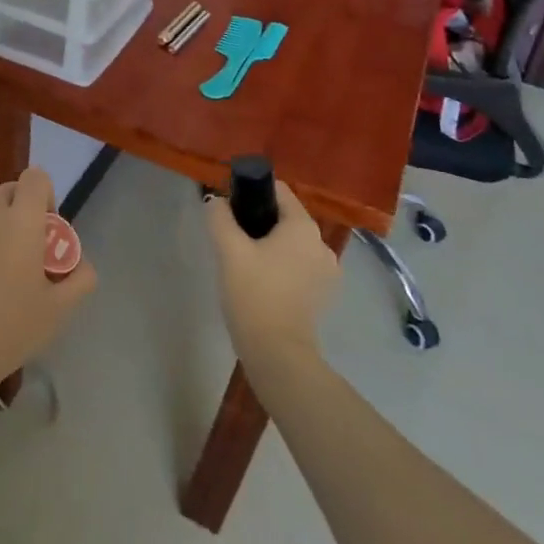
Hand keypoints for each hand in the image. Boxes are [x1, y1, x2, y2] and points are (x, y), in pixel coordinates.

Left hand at [0, 167, 96, 406]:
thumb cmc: (12, 327)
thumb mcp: (60, 308)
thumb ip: (81, 278)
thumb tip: (81, 264)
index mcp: (20, 221)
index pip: (35, 177)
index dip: (47, 195)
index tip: (50, 231)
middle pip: (10, 191)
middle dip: (26, 209)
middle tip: (34, 250)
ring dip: (5, 228)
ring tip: (11, 274)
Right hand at [205, 180, 339, 371]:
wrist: (277, 353)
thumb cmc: (254, 294)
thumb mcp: (229, 250)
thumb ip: (220, 217)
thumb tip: (217, 201)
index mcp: (303, 226)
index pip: (278, 191)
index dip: (252, 192)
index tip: (231, 209)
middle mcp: (322, 243)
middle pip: (285, 217)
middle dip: (259, 222)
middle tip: (232, 240)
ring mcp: (327, 271)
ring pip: (292, 243)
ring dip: (270, 245)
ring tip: (244, 264)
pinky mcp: (324, 294)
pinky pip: (299, 265)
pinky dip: (282, 266)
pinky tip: (262, 282)